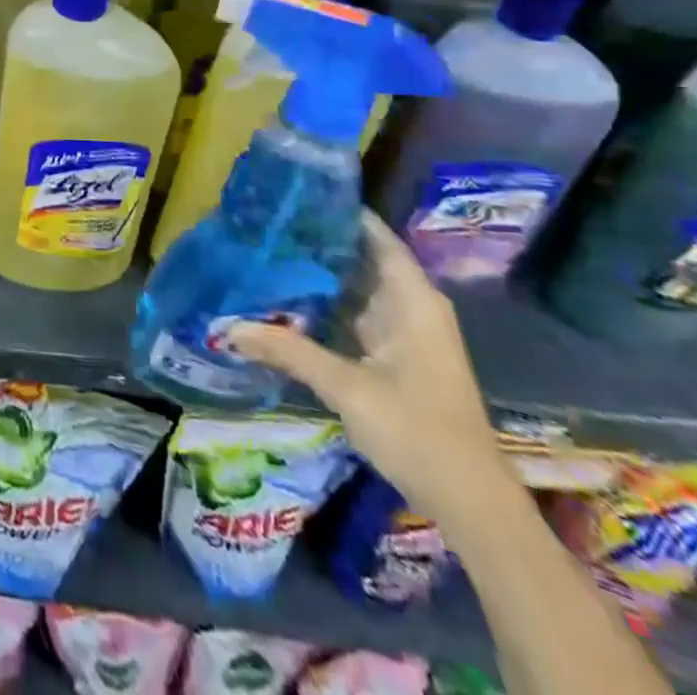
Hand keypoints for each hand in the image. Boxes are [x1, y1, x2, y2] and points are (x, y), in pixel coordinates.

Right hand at [225, 211, 510, 520]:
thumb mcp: (347, 387)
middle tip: (262, 220)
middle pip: (359, 257)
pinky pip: (352, 313)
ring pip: (354, 287)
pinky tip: (284, 298)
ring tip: (263, 250)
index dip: (338, 211)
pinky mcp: (392, 355)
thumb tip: (226, 326)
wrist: (470, 503)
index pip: (374, 235)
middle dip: (315, 240)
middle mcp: (409, 305)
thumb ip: (288, 350)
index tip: (292, 193)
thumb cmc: (417, 431)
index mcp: (411, 299)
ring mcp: (402, 331)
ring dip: (316, 273)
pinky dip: (322, 303)